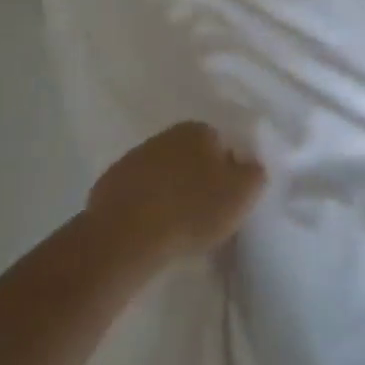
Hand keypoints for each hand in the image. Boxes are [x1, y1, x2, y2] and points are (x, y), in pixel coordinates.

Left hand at [86, 122, 265, 263]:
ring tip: (177, 225)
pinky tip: (150, 229)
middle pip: (190, 156)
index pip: (221, 144)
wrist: (128, 234)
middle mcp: (164, 135)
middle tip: (205, 212)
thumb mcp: (242, 193)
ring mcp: (133, 157)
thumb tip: (250, 164)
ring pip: (163, 173)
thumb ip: (254, 173)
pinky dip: (145, 206)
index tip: (228, 199)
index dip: (228, 172)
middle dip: (198, 179)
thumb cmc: (193, 209)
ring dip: (170, 191)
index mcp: (198, 130)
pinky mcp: (110, 183)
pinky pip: (137, 193)